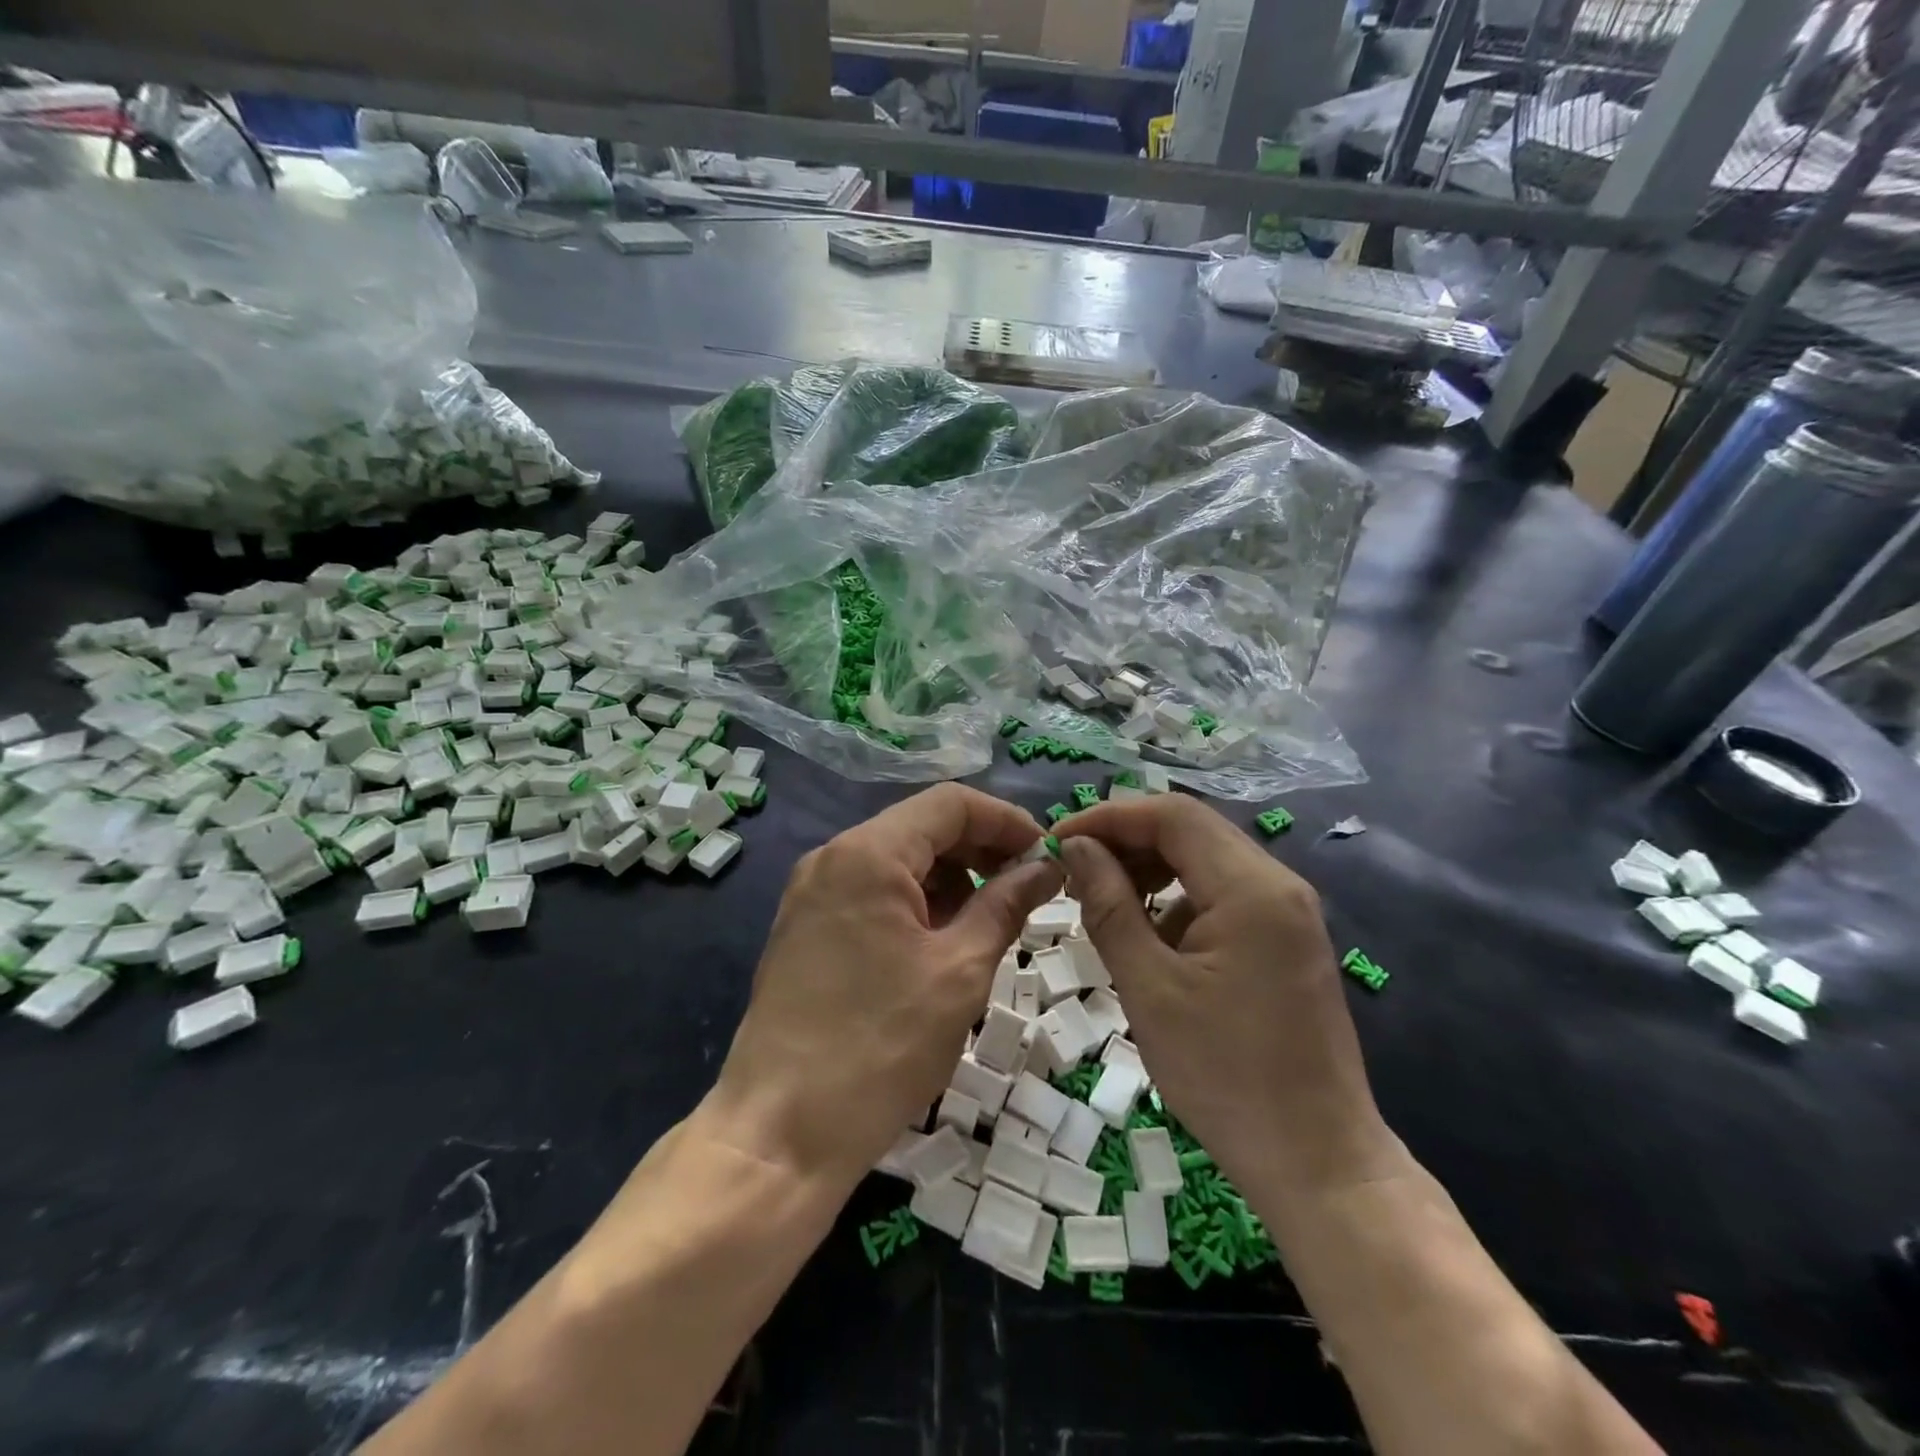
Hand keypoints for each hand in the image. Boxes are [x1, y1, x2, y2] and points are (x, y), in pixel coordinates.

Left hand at [706, 784, 1062, 1189]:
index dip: (1006, 821)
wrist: (779, 1134)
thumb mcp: (960, 972)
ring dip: (950, 880)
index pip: (950, 804)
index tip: (1047, 857)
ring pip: (897, 862)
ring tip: (988, 925)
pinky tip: (942, 945)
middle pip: (921, 828)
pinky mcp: (806, 929)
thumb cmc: (880, 1048)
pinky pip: (872, 894)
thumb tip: (1045, 868)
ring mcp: (812, 894)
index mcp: (868, 854)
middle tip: (1027, 891)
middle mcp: (832, 858)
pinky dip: (916, 905)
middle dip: (980, 851)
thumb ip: (1006, 905)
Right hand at [1055, 798, 1399, 1191]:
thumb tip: (1076, 848)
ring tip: (1100, 900)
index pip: (1172, 815)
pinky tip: (1147, 935)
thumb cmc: (1225, 1076)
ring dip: (1150, 868)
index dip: (1109, 817)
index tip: (1058, 841)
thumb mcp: (1149, 988)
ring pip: (1205, 860)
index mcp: (1252, 889)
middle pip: (1191, 830)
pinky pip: (1222, 894)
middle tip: (1072, 870)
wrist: (1317, 1162)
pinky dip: (1177, 898)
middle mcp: (1278, 885)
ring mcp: (1288, 912)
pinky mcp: (1285, 939)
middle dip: (1126, 840)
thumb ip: (1109, 906)